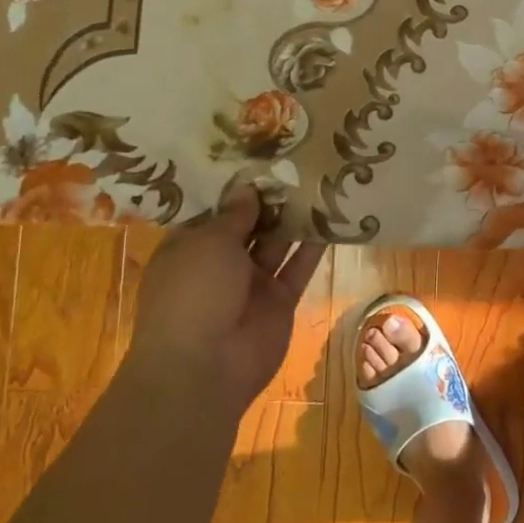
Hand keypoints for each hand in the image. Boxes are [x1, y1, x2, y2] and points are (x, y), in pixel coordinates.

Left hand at [122, 183, 326, 421]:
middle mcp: (220, 262)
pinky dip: (314, 246)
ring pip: (277, 242)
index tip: (259, 155)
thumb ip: (234, 214)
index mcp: (190, 246)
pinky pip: (299, 267)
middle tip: (297, 161)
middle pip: (249, 224)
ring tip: (320, 181)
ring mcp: (252, 283)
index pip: (214, 210)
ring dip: (295, 217)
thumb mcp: (208, 242)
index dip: (235, 186)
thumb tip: (247, 187)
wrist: (205, 366)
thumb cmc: (193, 292)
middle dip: (270, 198)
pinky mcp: (280, 300)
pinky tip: (333, 217)